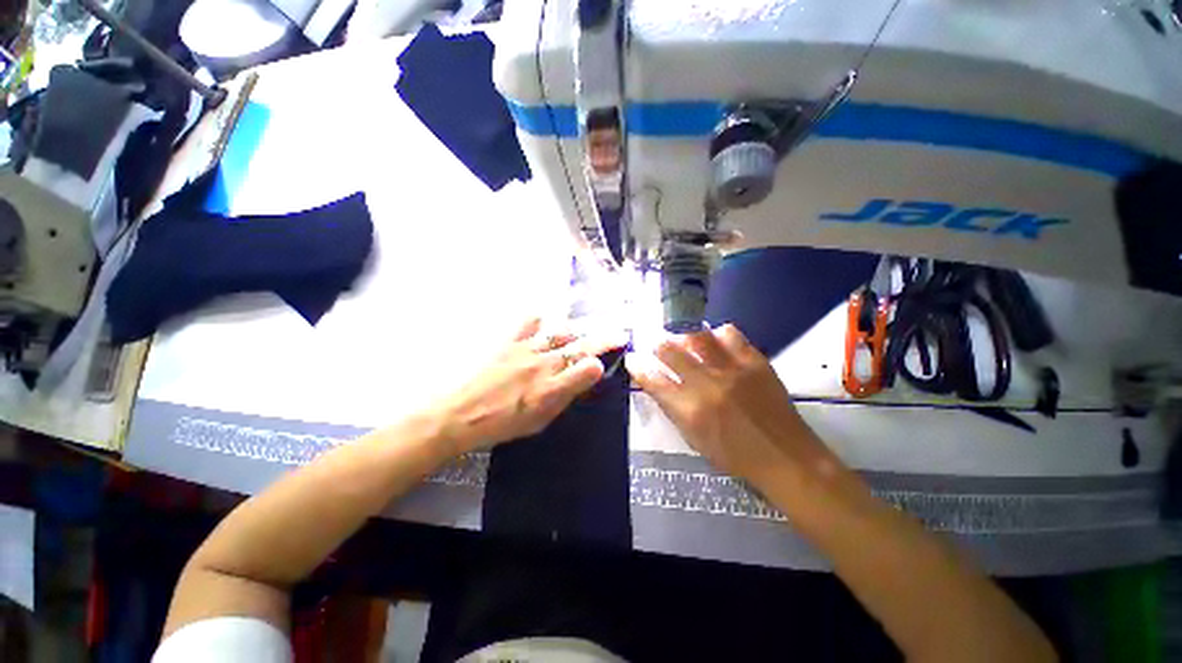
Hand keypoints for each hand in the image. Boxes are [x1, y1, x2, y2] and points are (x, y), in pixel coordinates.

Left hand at [434, 318, 624, 454]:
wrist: (460, 414)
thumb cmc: (501, 425)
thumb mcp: (538, 422)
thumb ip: (563, 399)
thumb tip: (579, 382)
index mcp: (552, 389)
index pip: (588, 368)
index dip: (601, 365)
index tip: (604, 365)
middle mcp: (544, 365)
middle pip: (581, 346)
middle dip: (604, 340)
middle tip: (618, 334)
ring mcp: (527, 350)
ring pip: (560, 333)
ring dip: (575, 333)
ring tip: (580, 335)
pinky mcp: (510, 342)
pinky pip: (529, 324)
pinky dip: (539, 322)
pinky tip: (542, 324)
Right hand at [626, 324, 826, 484]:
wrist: (785, 456)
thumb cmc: (734, 456)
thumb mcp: (694, 439)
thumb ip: (672, 408)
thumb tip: (655, 382)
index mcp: (690, 411)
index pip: (653, 380)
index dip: (638, 367)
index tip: (632, 359)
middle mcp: (708, 386)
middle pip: (670, 351)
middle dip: (657, 345)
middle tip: (657, 346)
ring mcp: (733, 370)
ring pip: (697, 337)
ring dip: (684, 336)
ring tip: (683, 340)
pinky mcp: (755, 361)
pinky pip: (730, 334)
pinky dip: (716, 334)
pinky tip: (714, 341)